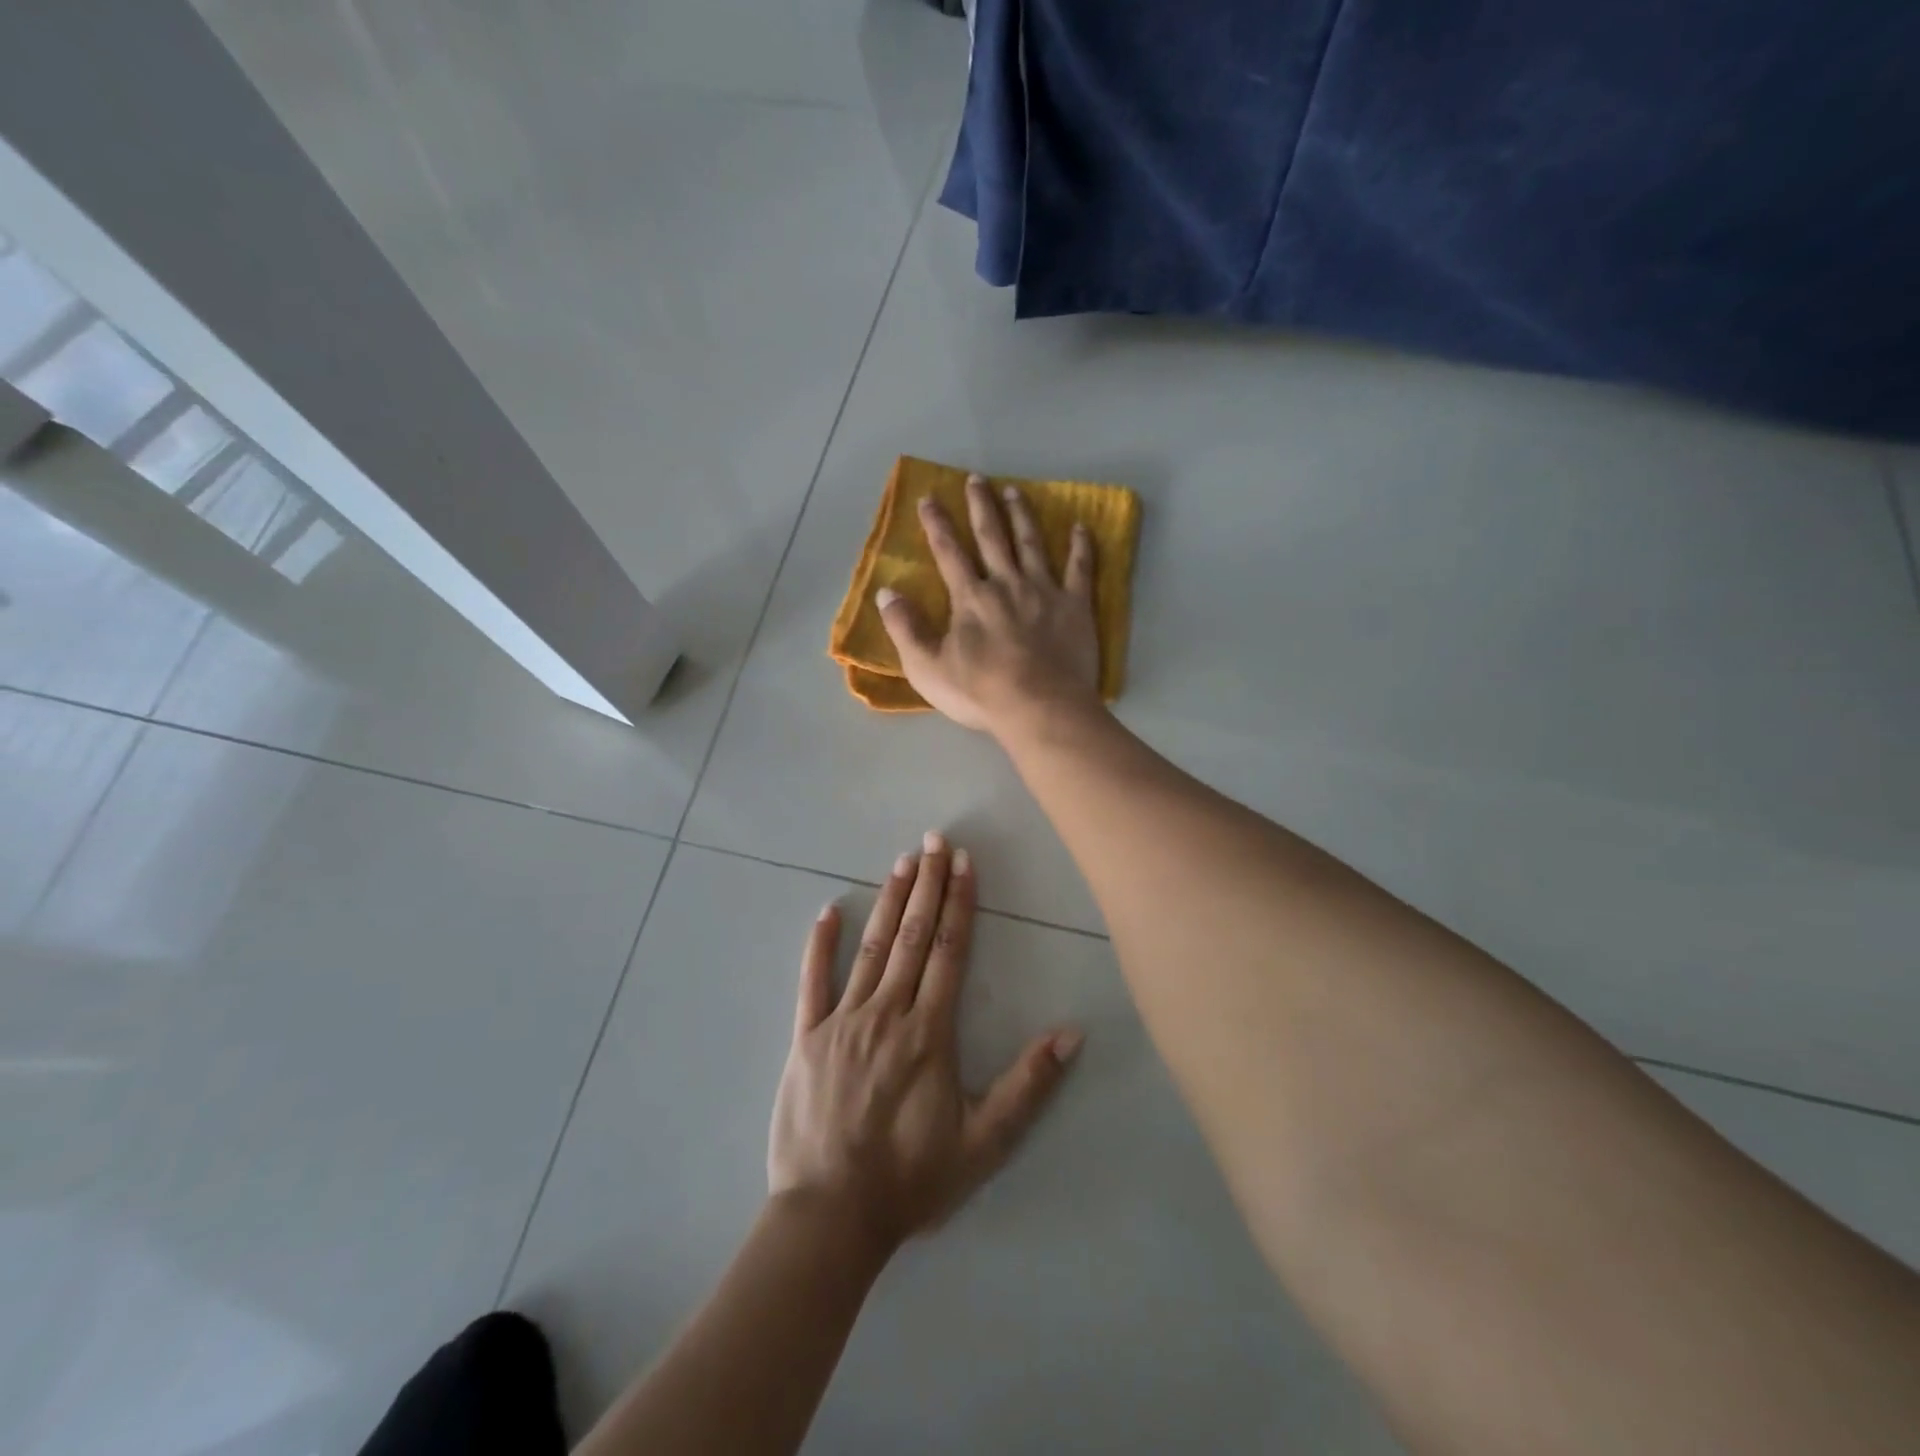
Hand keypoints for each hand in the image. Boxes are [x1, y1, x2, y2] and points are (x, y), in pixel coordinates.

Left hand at [768, 833, 1082, 1250]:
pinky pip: (813, 981)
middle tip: (935, 839)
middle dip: (927, 884)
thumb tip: (1071, 1033)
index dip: (959, 902)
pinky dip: (820, 944)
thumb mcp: (983, 1141)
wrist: (830, 1216)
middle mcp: (887, 1012)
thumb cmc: (912, 1178)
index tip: (964, 862)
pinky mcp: (806, 1036)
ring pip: (872, 947)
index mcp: (929, 1031)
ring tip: (902, 861)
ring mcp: (842, 1020)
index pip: (950, 950)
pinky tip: (829, 911)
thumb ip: (1028, 1085)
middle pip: (913, 936)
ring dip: (889, 902)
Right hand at [877, 473, 1101, 735]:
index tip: (929, 498)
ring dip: (1022, 515)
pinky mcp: (1075, 606)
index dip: (937, 524)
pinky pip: (1080, 569)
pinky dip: (1081, 547)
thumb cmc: (980, 693)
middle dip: (981, 506)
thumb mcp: (927, 667)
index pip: (949, 552)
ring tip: (1015, 491)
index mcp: (970, 598)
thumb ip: (905, 629)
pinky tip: (1081, 527)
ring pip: (1032, 543)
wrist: (1039, 708)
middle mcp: (1006, 584)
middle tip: (977, 478)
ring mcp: (1044, 591)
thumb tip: (886, 593)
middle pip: (992, 537)